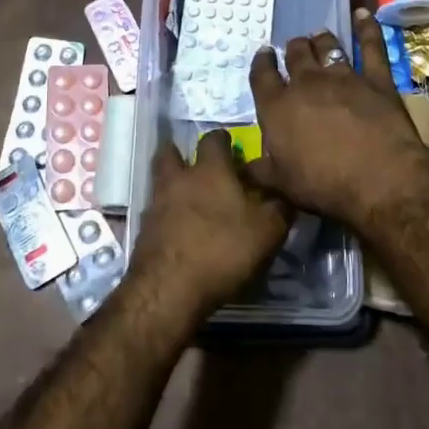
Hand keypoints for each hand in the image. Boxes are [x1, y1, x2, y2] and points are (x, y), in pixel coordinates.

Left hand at [129, 132, 292, 317]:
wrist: (169, 289)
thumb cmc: (222, 250)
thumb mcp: (267, 231)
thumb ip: (279, 207)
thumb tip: (284, 192)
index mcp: (210, 170)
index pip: (214, 139)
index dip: (223, 140)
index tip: (232, 148)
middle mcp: (179, 179)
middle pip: (171, 152)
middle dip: (182, 153)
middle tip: (197, 165)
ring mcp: (156, 204)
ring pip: (160, 181)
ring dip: (172, 184)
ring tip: (188, 198)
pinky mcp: (144, 231)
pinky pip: (156, 211)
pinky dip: (166, 214)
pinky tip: (179, 229)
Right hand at [246, 8, 428, 224]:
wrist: (379, 180)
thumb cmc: (324, 185)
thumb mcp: (281, 185)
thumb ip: (258, 170)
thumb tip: (240, 165)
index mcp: (278, 107)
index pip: (262, 77)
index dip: (262, 63)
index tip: (264, 54)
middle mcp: (306, 83)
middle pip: (295, 55)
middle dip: (292, 49)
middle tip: (294, 47)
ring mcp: (343, 77)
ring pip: (327, 47)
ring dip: (320, 40)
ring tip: (318, 35)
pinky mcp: (376, 79)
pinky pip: (370, 46)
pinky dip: (367, 28)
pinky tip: (363, 14)